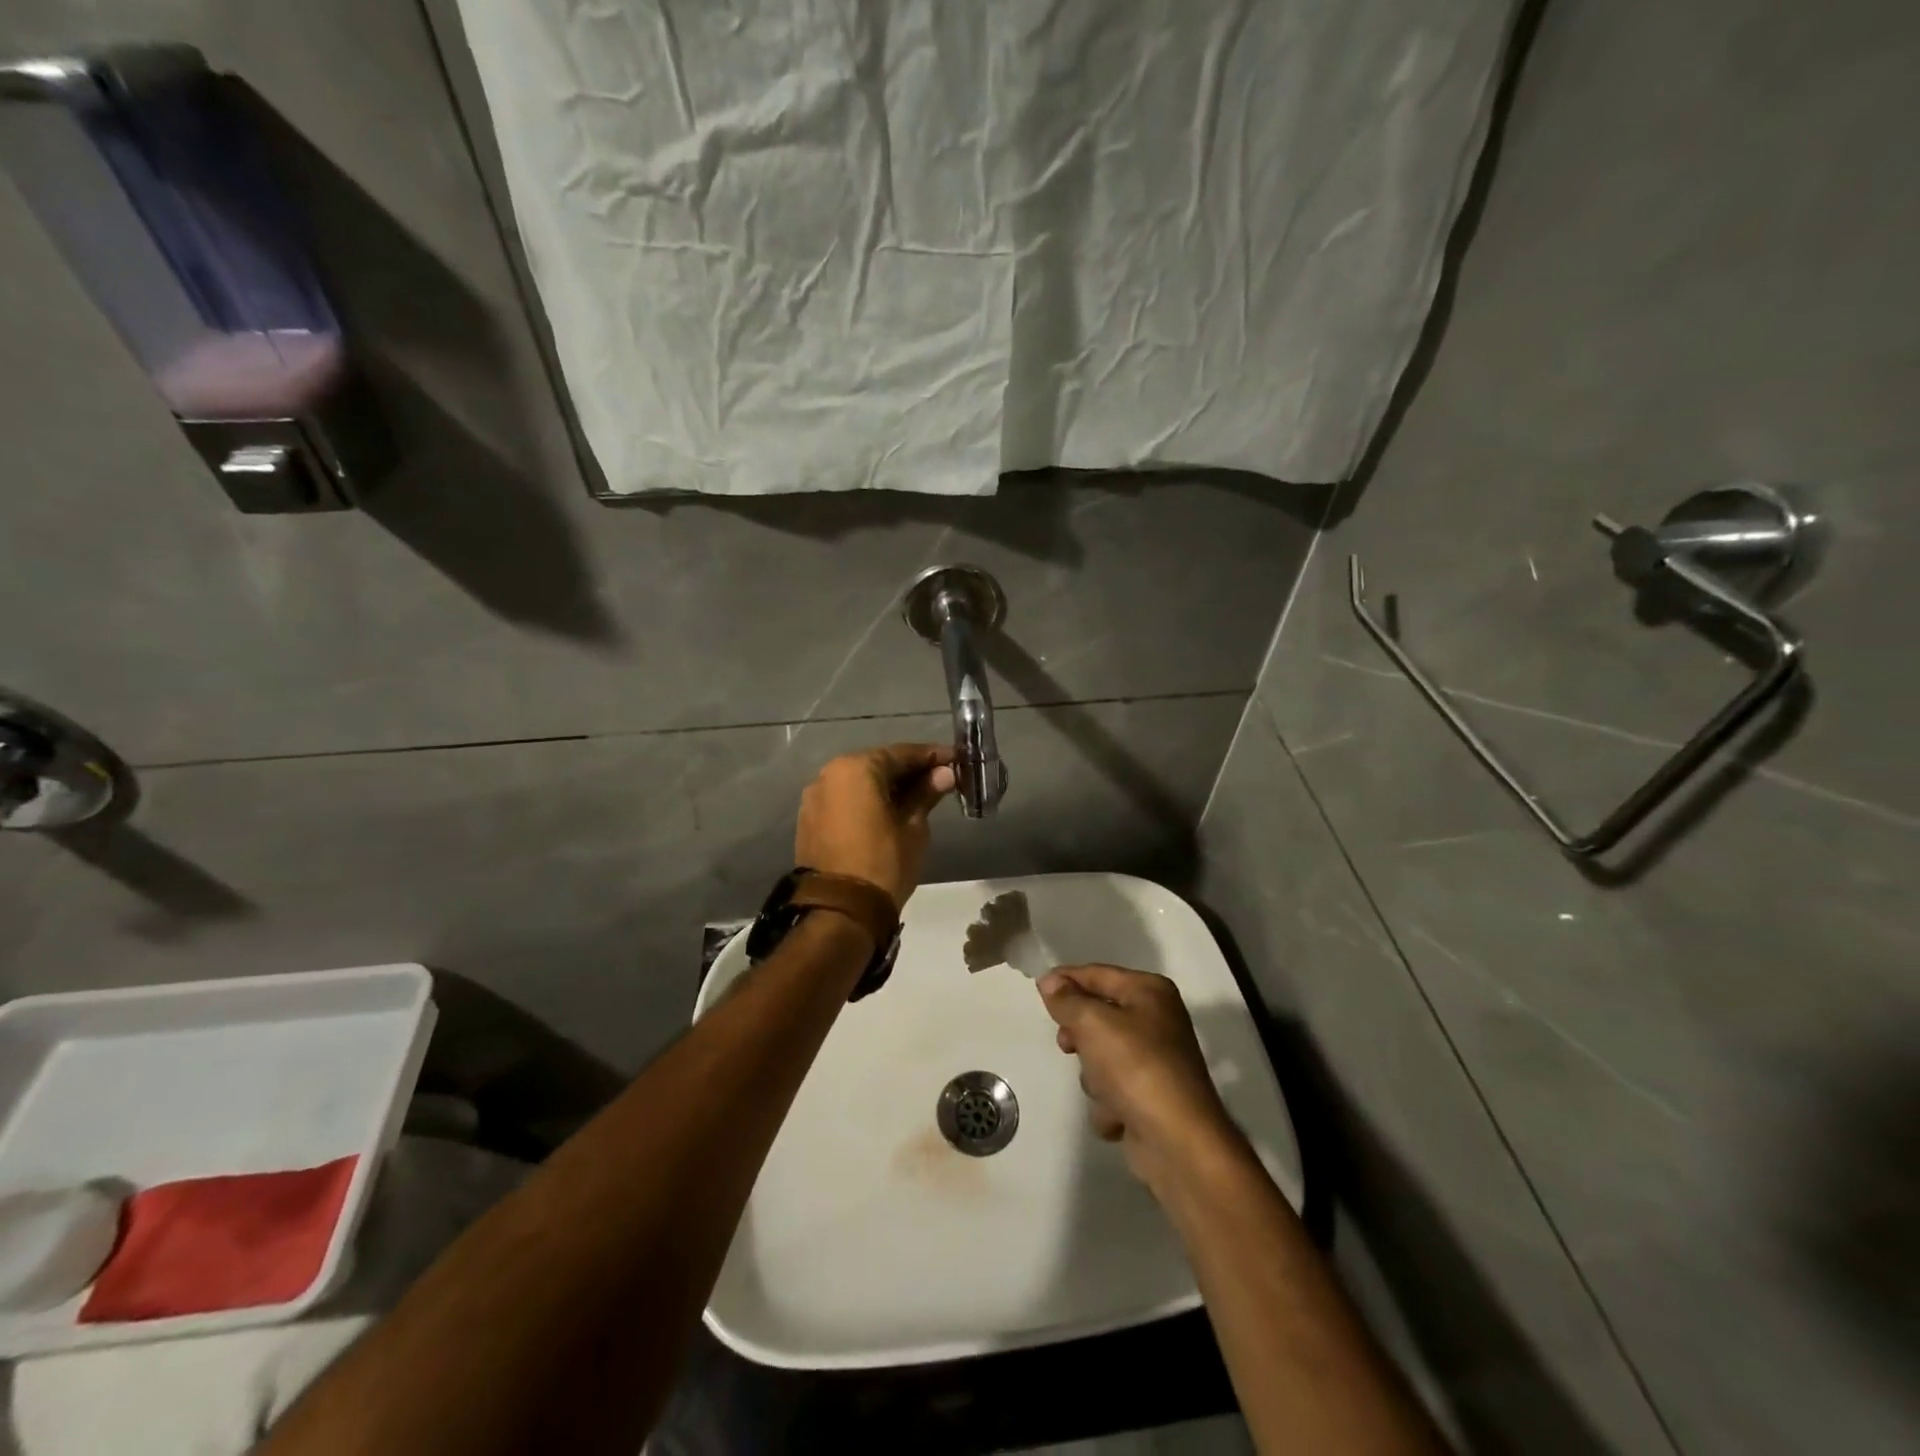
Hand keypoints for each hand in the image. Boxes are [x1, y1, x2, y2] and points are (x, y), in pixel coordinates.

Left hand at [795, 744, 956, 907]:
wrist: (839, 911)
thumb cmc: (884, 863)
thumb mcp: (913, 827)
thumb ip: (926, 793)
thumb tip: (944, 773)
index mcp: (856, 769)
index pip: (902, 754)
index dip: (932, 756)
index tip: (955, 758)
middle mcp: (829, 774)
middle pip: (878, 765)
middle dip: (909, 771)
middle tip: (940, 777)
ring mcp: (815, 797)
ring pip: (859, 783)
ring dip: (887, 787)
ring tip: (918, 797)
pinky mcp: (810, 820)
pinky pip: (845, 801)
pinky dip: (867, 802)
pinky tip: (889, 812)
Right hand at [1038, 964, 1238, 1193]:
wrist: (1178, 1142)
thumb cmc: (1136, 1067)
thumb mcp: (1093, 1022)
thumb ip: (1067, 999)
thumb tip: (1050, 981)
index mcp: (1149, 992)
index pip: (1097, 974)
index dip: (1065, 979)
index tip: (1037, 991)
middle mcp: (1155, 1020)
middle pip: (1097, 1015)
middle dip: (1080, 1035)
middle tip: (1068, 1045)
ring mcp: (1153, 1061)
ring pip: (1100, 1055)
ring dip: (1093, 1075)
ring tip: (1105, 1089)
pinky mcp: (1149, 1097)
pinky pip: (1112, 1089)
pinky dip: (1109, 1103)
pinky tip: (1118, 1114)